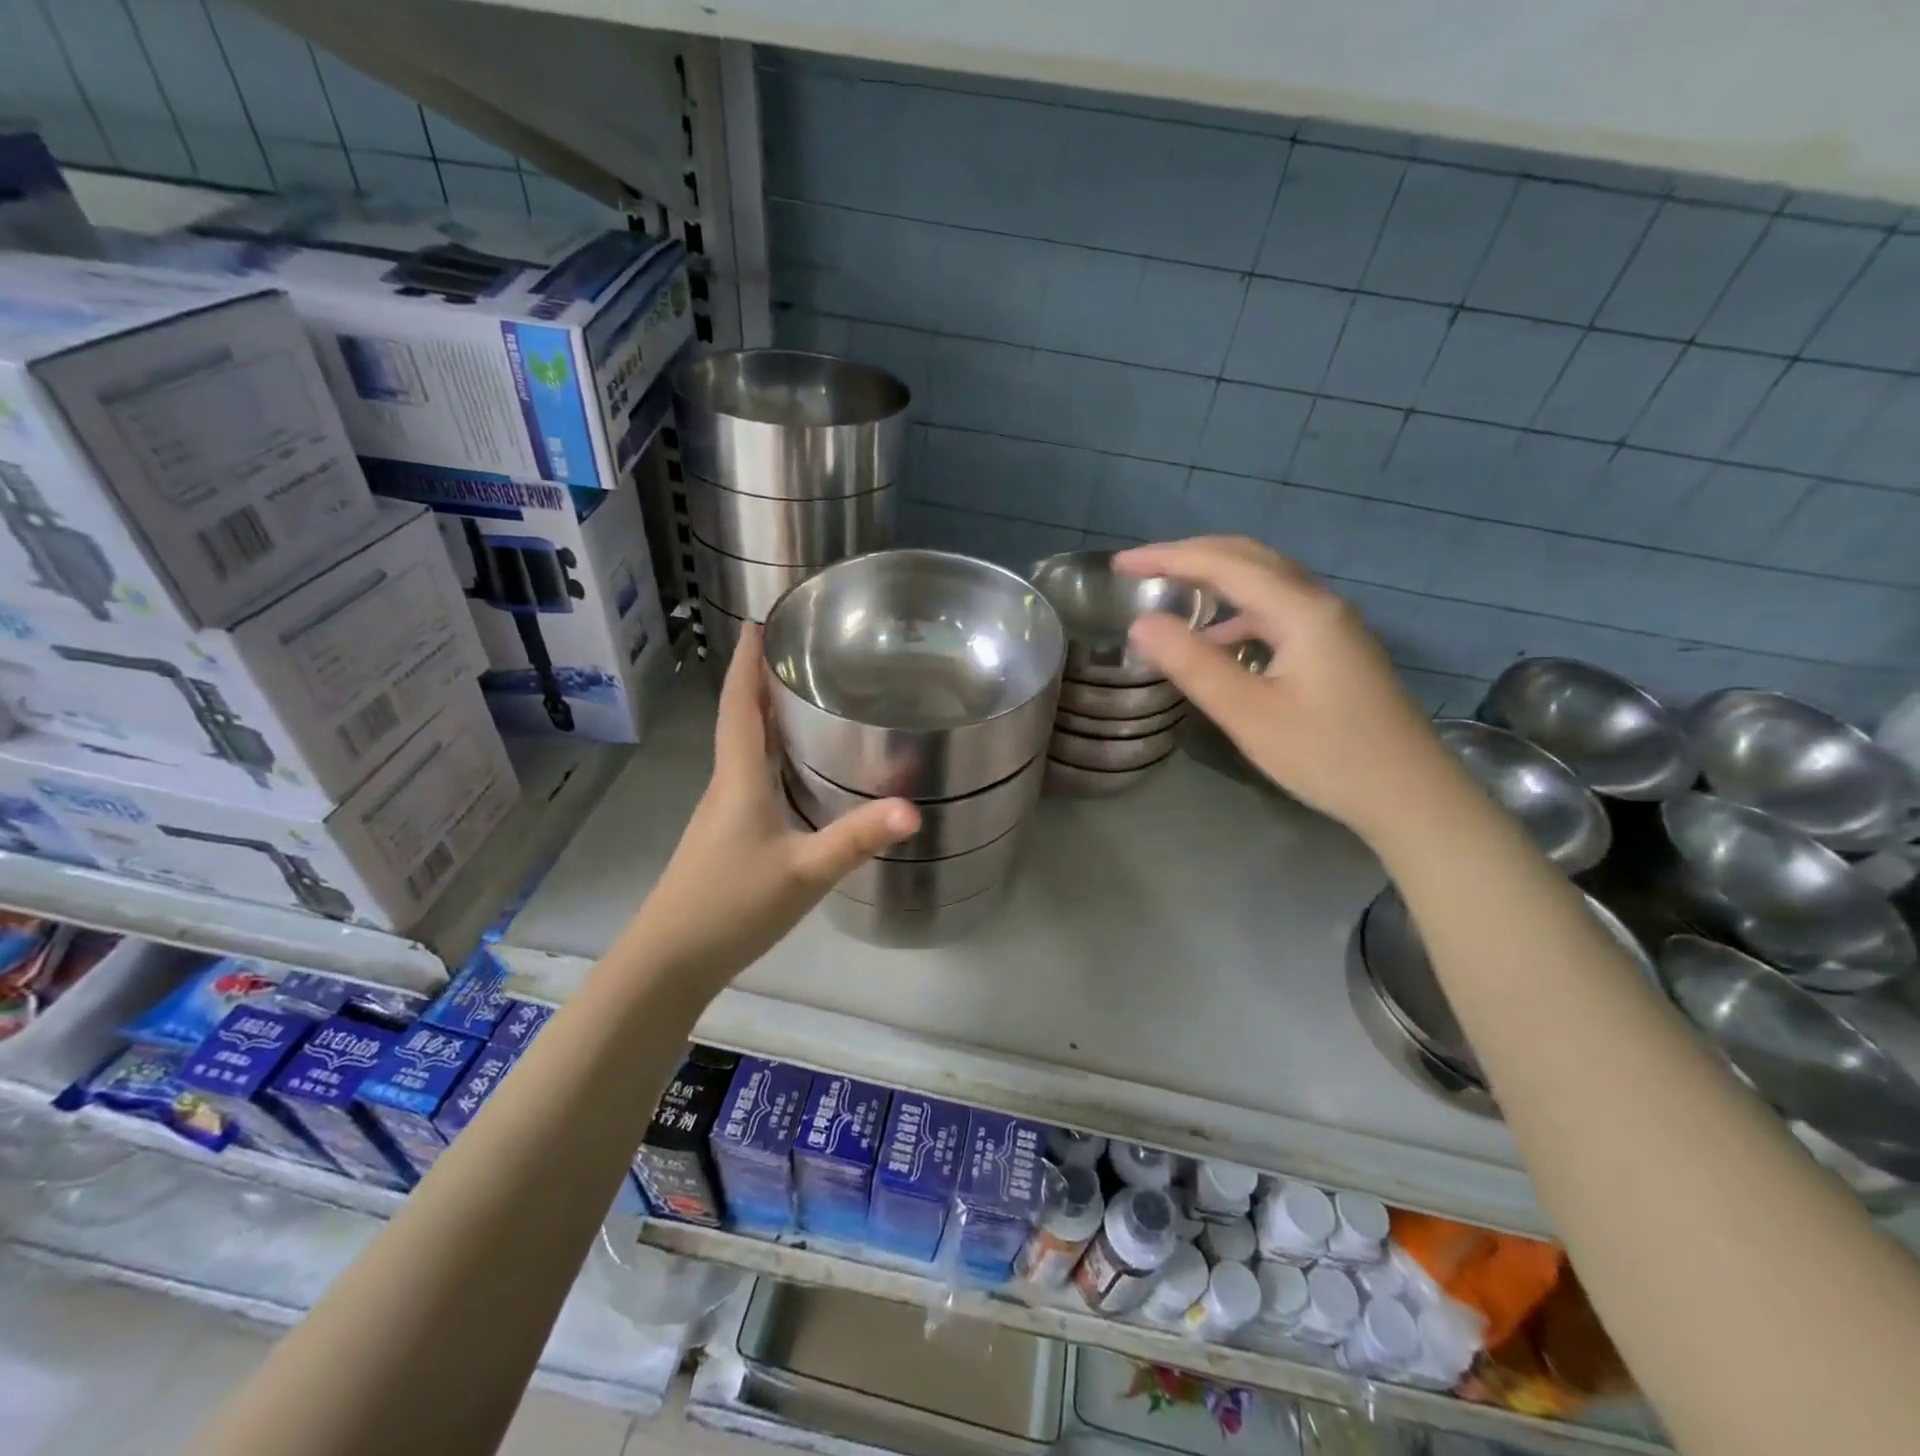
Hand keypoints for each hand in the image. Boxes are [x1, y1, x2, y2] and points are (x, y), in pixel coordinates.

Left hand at [629, 624, 918, 977]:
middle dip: (763, 681)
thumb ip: (857, 839)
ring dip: (765, 717)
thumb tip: (913, 809)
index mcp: (738, 779)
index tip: (757, 621)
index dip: (747, 662)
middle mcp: (726, 786)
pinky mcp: (725, 838)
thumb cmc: (732, 905)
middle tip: (798, 651)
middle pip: (741, 720)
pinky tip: (793, 769)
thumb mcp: (804, 872)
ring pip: (744, 750)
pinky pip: (748, 778)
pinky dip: (768, 755)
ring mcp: (722, 814)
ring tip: (801, 696)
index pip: (740, 705)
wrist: (670, 960)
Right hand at [1116, 536, 1455, 842]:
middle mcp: (1320, 604)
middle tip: (1141, 568)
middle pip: (1249, 558)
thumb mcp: (1249, 714)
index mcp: (1301, 610)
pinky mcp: (1336, 649)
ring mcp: (1333, 625)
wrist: (1411, 796)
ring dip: (1216, 579)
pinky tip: (1218, 641)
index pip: (1223, 564)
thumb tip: (1140, 624)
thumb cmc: (1327, 756)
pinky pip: (1278, 610)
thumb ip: (1193, 665)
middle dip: (1191, 555)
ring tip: (1171, 594)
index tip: (1119, 564)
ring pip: (1266, 582)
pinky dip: (1238, 612)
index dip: (1167, 558)